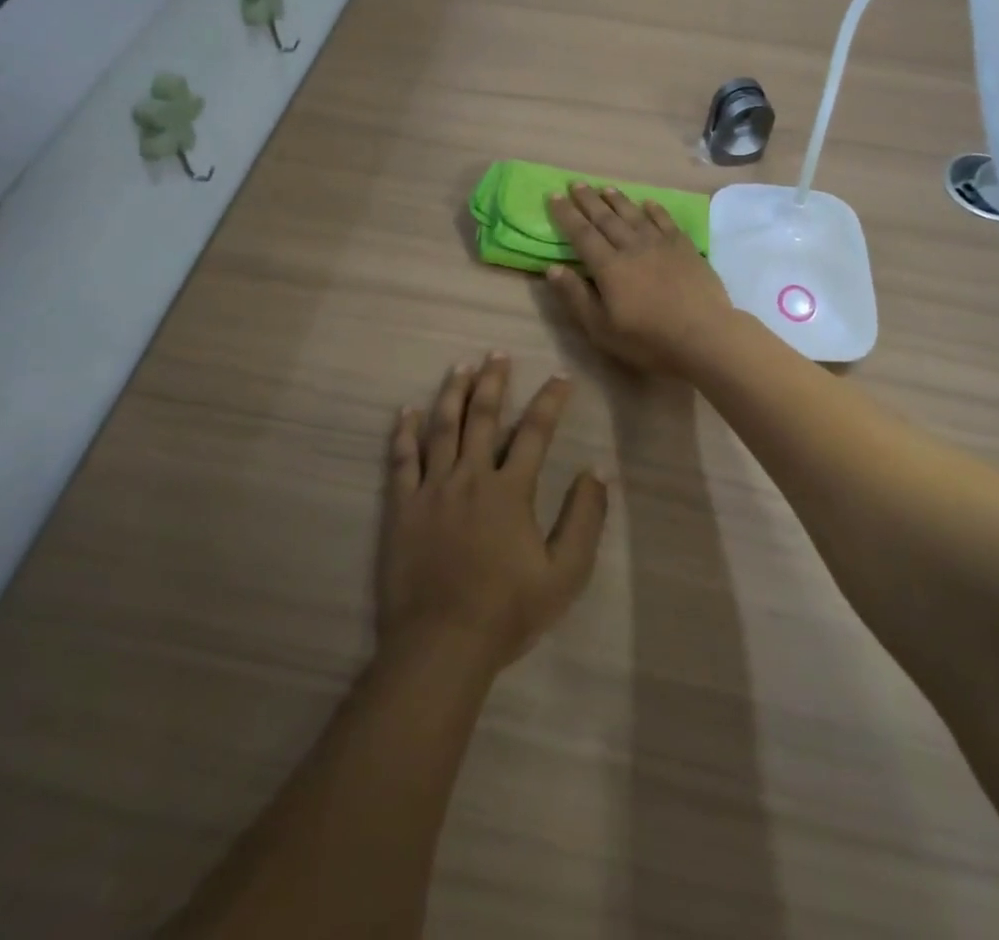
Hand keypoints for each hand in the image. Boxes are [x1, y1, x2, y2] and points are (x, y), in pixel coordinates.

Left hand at [378, 354, 608, 673]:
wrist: (442, 644)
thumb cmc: (507, 611)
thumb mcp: (564, 574)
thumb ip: (584, 519)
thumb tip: (597, 472)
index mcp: (510, 490)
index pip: (535, 432)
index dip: (550, 401)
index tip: (560, 377)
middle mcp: (470, 477)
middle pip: (483, 417)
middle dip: (493, 381)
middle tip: (498, 353)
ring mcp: (432, 490)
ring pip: (441, 428)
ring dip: (452, 394)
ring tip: (460, 367)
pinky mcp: (402, 507)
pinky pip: (401, 460)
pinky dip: (404, 432)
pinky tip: (406, 411)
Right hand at [546, 183, 734, 374]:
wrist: (704, 335)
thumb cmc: (648, 339)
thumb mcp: (602, 328)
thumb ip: (576, 297)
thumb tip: (552, 268)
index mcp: (608, 267)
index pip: (581, 234)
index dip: (566, 214)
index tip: (554, 196)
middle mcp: (632, 247)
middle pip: (606, 218)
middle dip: (588, 200)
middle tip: (576, 183)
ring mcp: (661, 244)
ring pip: (634, 215)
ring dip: (618, 200)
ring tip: (605, 188)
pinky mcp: (685, 247)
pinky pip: (665, 221)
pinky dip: (654, 210)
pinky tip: (647, 203)